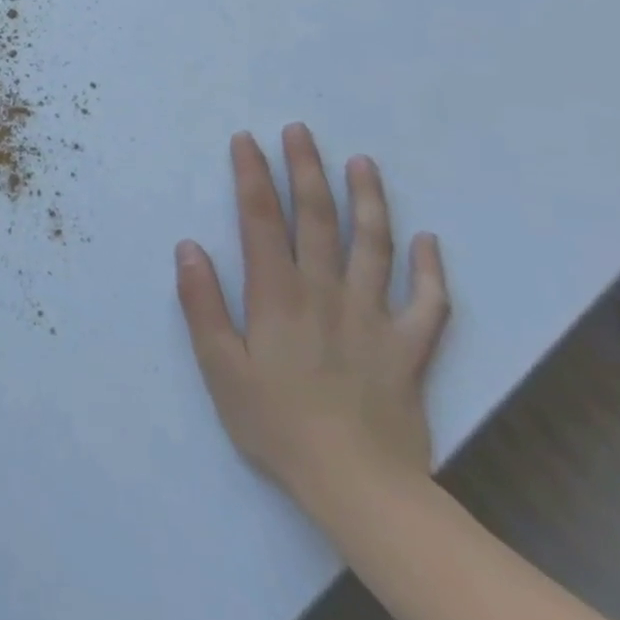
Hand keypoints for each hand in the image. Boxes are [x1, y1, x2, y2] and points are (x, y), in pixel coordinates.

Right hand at [176, 124, 450, 510]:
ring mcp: (374, 318)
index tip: (247, 140)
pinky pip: (428, 304)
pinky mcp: (409, 349)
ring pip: (374, 247)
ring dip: (368, 201)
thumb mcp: (220, 367)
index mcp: (277, 295)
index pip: (261, 220)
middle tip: (301, 130)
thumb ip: (203, 303)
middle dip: (306, 170)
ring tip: (363, 163)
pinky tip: (428, 242)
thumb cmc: (276, 424)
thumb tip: (188, 246)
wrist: (360, 488)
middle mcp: (326, 293)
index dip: (253, 176)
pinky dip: (431, 270)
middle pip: (317, 219)